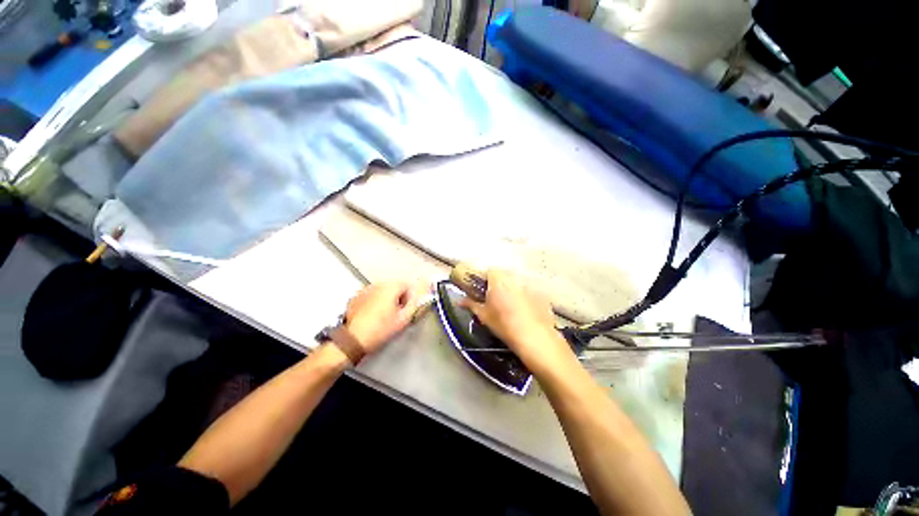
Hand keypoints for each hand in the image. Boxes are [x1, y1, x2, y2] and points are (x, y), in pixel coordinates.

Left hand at [344, 281, 426, 354]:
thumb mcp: (403, 319)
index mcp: (391, 287)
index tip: (405, 310)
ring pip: (381, 291)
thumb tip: (419, 298)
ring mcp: (364, 290)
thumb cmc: (381, 329)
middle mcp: (377, 284)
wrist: (353, 339)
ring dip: (385, 299)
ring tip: (383, 315)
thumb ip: (414, 305)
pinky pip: (370, 295)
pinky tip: (371, 315)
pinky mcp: (355, 297)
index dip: (408, 298)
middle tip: (395, 314)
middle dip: (397, 297)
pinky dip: (373, 301)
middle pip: (394, 287)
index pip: (407, 286)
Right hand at [460, 270, 573, 370]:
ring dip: (512, 290)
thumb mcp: (484, 316)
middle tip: (495, 299)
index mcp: (498, 281)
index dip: (485, 278)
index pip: (490, 270)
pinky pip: (529, 292)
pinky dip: (525, 298)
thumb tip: (459, 301)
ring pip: (517, 283)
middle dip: (498, 284)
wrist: (534, 338)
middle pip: (504, 275)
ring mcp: (530, 286)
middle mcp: (515, 279)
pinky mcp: (541, 295)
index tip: (483, 289)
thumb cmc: (504, 325)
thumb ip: (471, 304)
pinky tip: (525, 312)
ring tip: (511, 307)